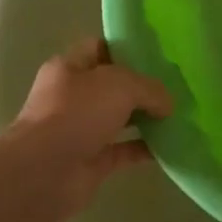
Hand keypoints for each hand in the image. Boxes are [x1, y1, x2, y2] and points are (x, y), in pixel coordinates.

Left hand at [0, 39, 173, 221]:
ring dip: (145, 118)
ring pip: (118, 118)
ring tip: (177, 114)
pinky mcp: (90, 162)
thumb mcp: (121, 85)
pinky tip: (170, 144)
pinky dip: (144, 148)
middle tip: (175, 86)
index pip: (100, 48)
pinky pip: (123, 150)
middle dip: (141, 87)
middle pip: (112, 86)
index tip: (158, 55)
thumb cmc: (77, 113)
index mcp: (69, 68)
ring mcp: (79, 131)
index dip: (127, 49)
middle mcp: (71, 97)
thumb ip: (150, 88)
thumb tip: (167, 104)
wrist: (43, 173)